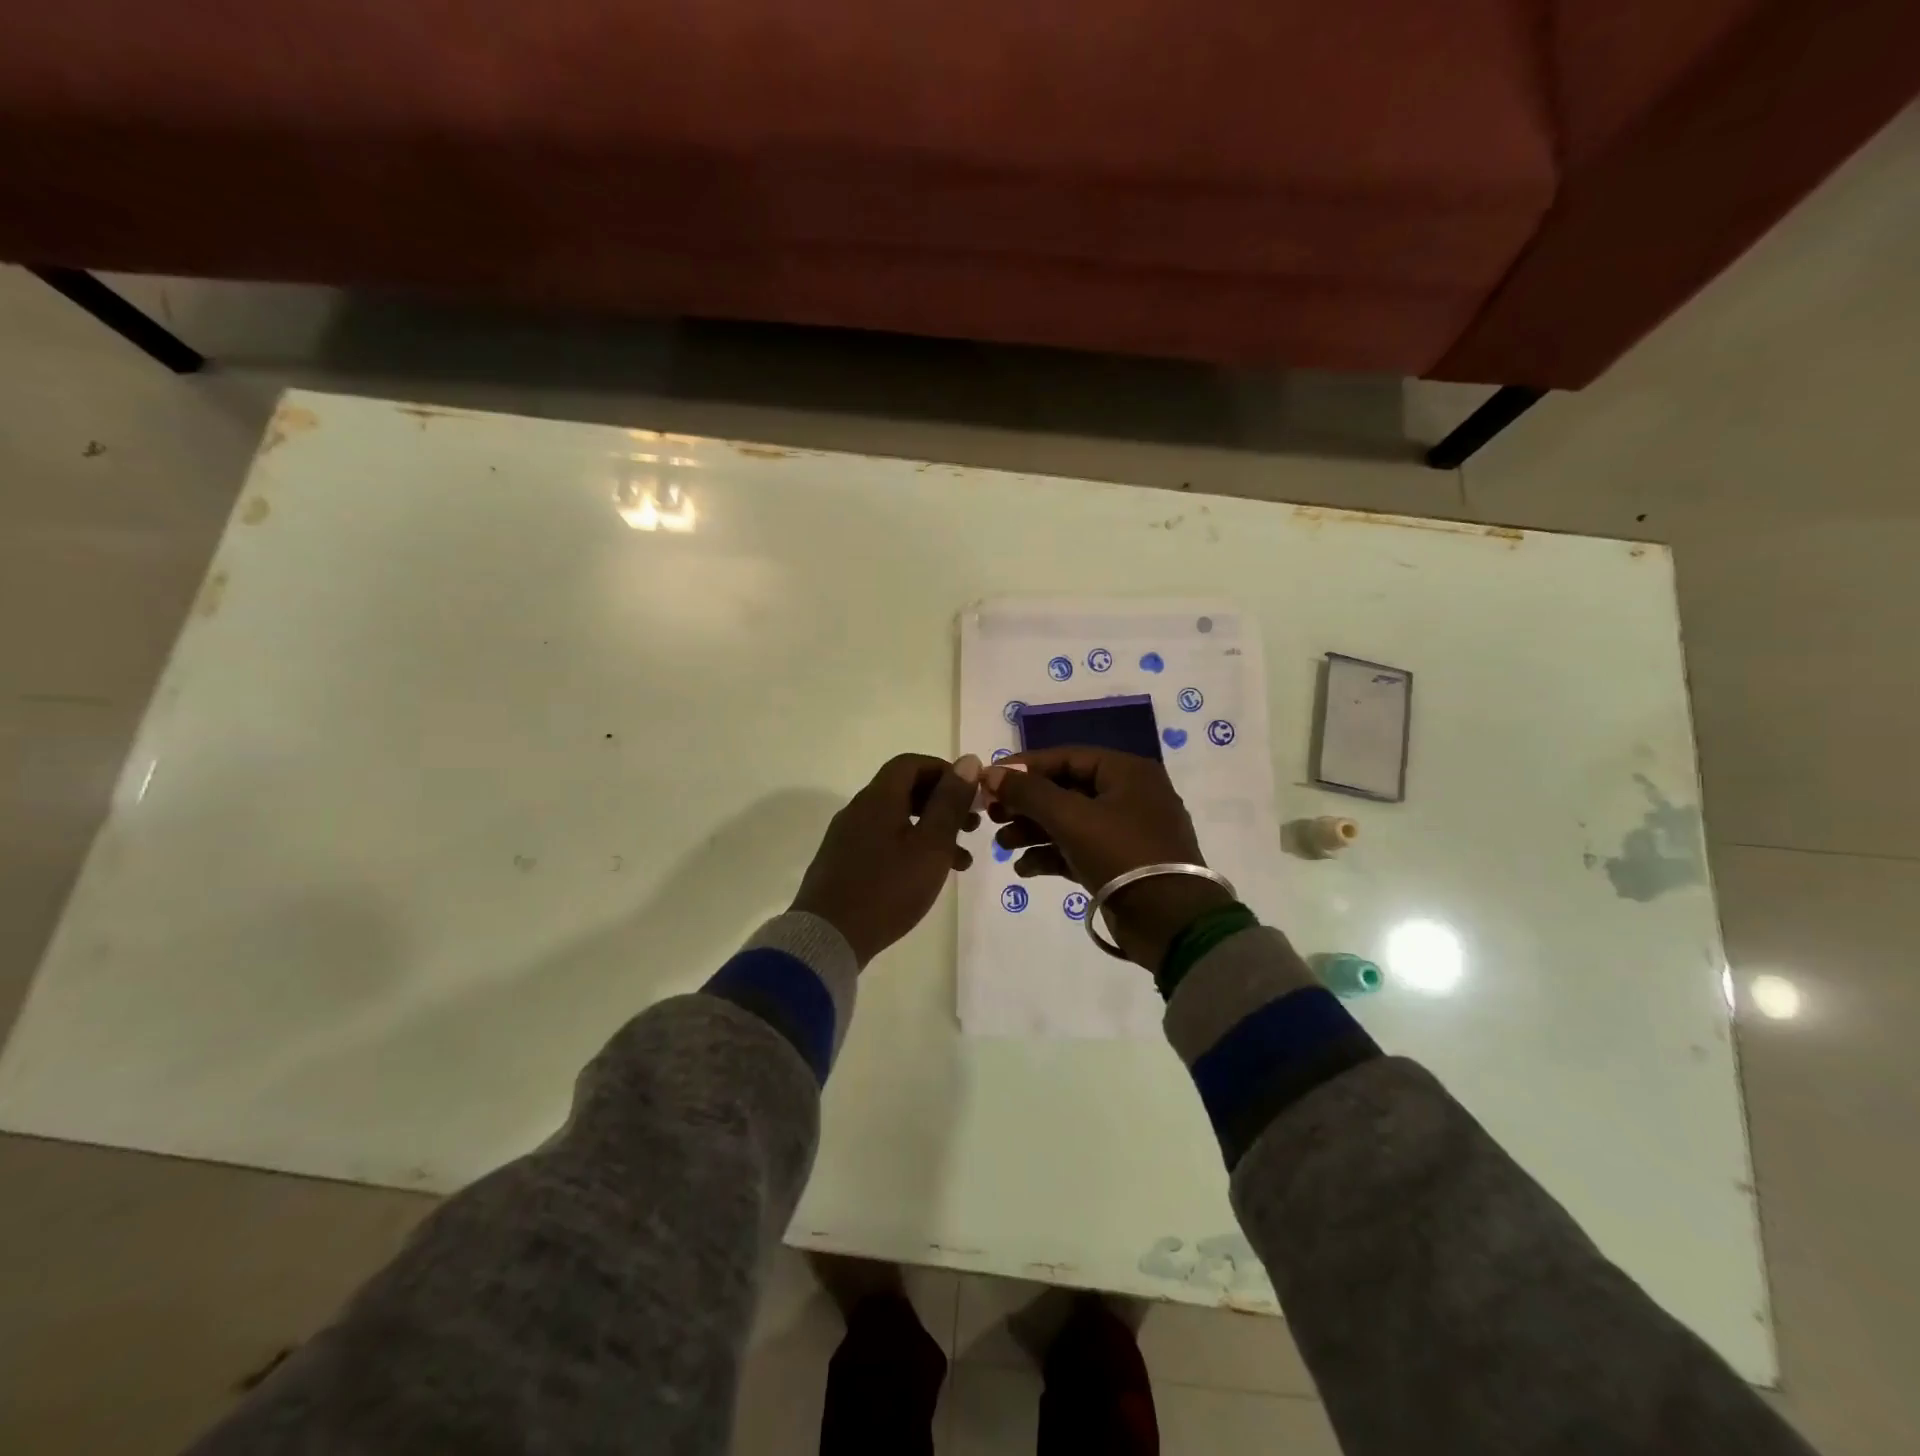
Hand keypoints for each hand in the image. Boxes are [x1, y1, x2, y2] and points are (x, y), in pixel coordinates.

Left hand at [791, 753, 981, 968]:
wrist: (828, 938)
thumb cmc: (888, 888)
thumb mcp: (931, 845)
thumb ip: (950, 803)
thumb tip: (968, 761)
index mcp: (878, 799)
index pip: (911, 764)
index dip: (943, 771)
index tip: (970, 793)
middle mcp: (859, 810)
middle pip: (904, 791)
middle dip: (942, 804)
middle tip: (972, 826)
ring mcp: (847, 837)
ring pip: (897, 820)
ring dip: (931, 831)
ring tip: (962, 860)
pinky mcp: (843, 863)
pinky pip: (883, 842)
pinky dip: (910, 848)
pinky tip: (927, 876)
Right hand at [983, 748, 1231, 970]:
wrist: (1171, 923)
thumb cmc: (1122, 855)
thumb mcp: (1071, 818)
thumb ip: (1029, 792)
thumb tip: (991, 773)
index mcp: (1126, 772)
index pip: (1066, 757)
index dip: (1024, 767)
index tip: (988, 779)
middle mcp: (1128, 795)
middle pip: (1065, 789)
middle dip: (1026, 803)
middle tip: (991, 814)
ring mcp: (1125, 831)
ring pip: (1069, 821)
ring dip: (1033, 831)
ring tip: (1001, 845)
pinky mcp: (1119, 863)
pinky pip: (1078, 849)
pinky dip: (1051, 855)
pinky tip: (1024, 868)